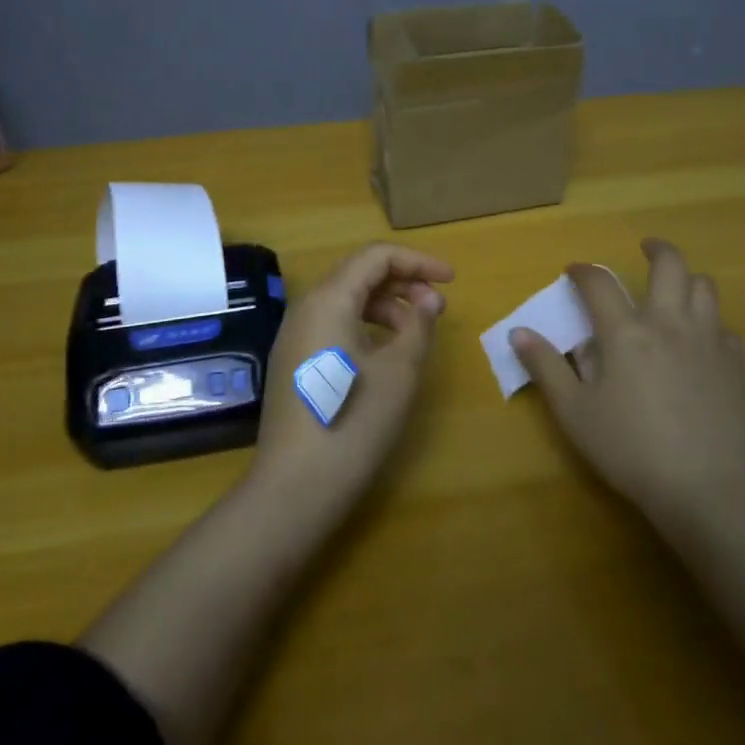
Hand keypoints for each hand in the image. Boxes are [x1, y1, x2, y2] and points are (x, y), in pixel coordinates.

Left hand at [250, 243, 453, 519]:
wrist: (294, 488)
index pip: (376, 257)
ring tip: (416, 331)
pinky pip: (333, 324)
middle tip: (438, 307)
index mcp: (328, 299)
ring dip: (386, 305)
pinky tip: (385, 353)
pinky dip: (365, 325)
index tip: (451, 280)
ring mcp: (294, 336)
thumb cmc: (353, 422)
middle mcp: (305, 308)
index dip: (417, 261)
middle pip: (358, 274)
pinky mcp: (293, 362)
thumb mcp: (399, 371)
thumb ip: (418, 325)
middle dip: (403, 282)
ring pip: (345, 300)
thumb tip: (428, 300)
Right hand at [512, 238, 744, 530]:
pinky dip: (710, 323)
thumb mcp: (575, 413)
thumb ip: (546, 367)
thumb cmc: (633, 450)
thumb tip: (518, 331)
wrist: (712, 489)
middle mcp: (669, 323)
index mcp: (626, 332)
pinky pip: (724, 327)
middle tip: (645, 248)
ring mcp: (709, 341)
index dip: (583, 271)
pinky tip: (700, 343)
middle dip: (656, 249)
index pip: (599, 283)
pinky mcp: (737, 365)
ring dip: (687, 280)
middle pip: (670, 264)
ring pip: (704, 287)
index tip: (574, 272)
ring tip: (674, 290)